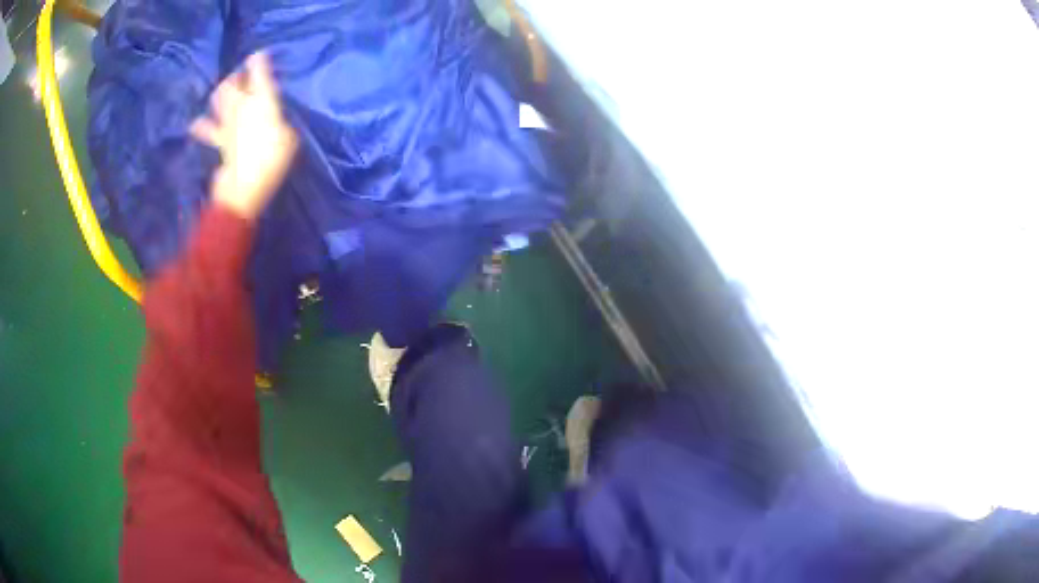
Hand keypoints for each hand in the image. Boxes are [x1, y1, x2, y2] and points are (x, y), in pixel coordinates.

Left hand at [191, 53, 297, 220]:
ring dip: (220, 92)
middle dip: (237, 76)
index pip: (260, 74)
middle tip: (241, 75)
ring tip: (223, 90)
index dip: (259, 61)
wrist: (245, 188)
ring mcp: (227, 123)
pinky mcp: (218, 140)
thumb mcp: (289, 139)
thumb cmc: (272, 161)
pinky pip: (207, 129)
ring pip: (218, 98)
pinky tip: (196, 123)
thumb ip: (282, 124)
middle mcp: (242, 107)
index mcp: (262, 102)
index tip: (259, 54)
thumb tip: (275, 122)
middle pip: (234, 83)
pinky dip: (201, 126)